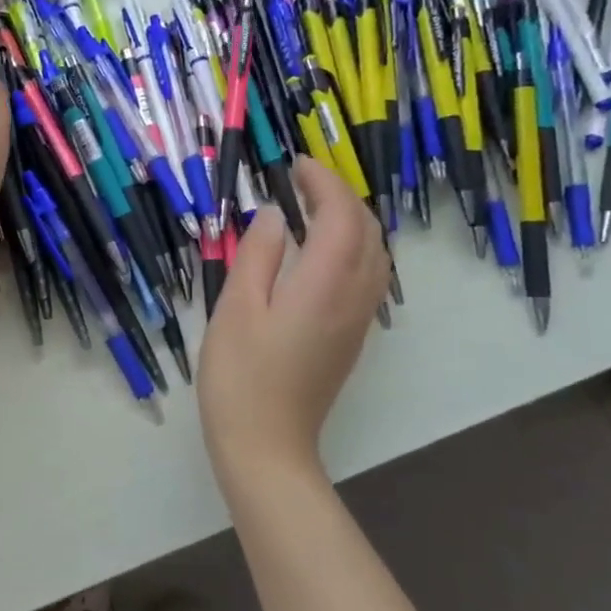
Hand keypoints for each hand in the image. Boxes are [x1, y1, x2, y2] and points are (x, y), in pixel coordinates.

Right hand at [197, 157, 389, 481]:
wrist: (266, 444)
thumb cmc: (240, 375)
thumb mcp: (236, 306)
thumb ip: (257, 253)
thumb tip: (271, 214)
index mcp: (324, 283)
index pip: (341, 215)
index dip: (323, 182)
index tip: (294, 165)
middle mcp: (354, 296)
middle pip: (367, 229)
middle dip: (340, 195)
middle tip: (299, 181)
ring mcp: (358, 319)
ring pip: (374, 252)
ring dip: (350, 220)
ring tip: (309, 208)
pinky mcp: (351, 336)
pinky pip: (368, 274)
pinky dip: (352, 246)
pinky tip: (319, 250)